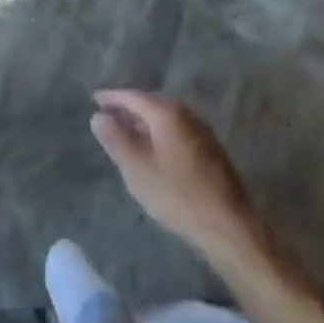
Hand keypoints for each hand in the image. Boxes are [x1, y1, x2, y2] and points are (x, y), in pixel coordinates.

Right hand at [91, 90, 260, 261]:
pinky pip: (176, 130)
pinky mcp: (210, 149)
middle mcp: (186, 114)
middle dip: (129, 108)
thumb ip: (115, 139)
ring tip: (127, 133)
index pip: (134, 96)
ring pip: (165, 118)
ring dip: (145, 122)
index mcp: (167, 113)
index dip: (112, 97)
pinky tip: (154, 150)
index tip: (95, 99)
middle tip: (109, 115)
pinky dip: (159, 133)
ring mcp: (202, 130)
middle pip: (151, 103)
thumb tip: (98, 116)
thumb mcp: (137, 169)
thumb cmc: (177, 195)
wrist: (228, 225)